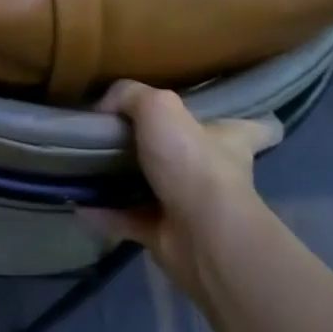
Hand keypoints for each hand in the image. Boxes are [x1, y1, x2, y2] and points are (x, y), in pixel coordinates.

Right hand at [87, 81, 281, 302]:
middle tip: (124, 135)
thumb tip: (104, 105)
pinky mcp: (167, 235)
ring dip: (125, 183)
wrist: (200, 236)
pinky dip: (105, 213)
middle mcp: (215, 173)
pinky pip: (128, 220)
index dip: (248, 121)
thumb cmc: (192, 163)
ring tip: (89, 166)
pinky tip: (79, 202)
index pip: (254, 128)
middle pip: (194, 156)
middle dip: (166, 149)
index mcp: (228, 140)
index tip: (230, 116)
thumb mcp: (158, 107)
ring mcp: (191, 208)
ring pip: (156, 189)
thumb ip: (129, 95)